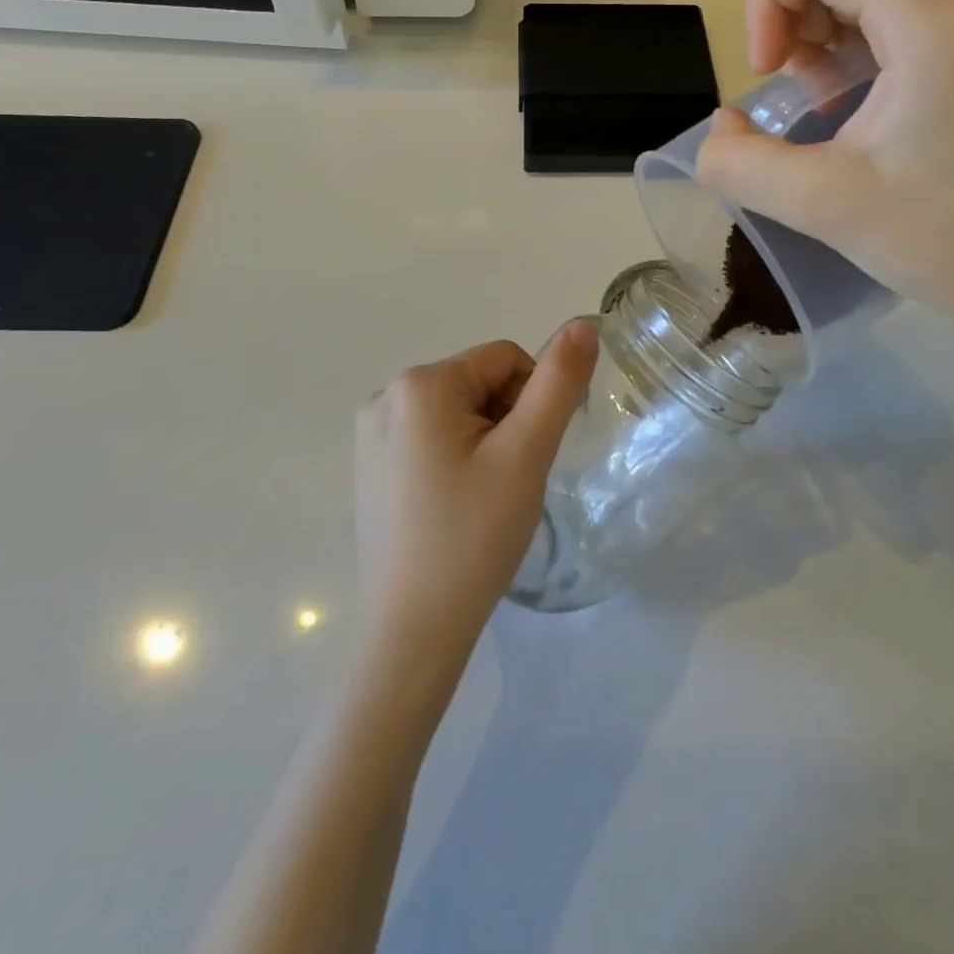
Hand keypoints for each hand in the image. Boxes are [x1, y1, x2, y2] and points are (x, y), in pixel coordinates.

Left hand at [354, 323, 598, 670]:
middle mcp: (385, 396)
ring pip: (458, 411)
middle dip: (506, 421)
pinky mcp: (371, 466)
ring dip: (485, 440)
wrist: (414, 631)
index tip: (530, 455)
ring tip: (484, 497)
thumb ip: (558, 383)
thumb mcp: (526, 454)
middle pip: (478, 382)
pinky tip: (458, 504)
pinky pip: (431, 437)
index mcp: (420, 384)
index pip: (505, 359)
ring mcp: (371, 433)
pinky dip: (458, 458)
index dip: (533, 401)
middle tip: (508, 481)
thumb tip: (582, 323)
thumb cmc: (474, 536)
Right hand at [696, 0, 953, 332]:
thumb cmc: (941, 239)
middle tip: (790, 90)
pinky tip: (864, 98)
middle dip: (797, 15)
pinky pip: (916, 6)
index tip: (767, 74)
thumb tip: (720, 131)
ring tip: (823, 96)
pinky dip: (870, 36)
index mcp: (931, 20)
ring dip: (831, 26)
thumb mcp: (820, 205)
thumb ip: (740, 163)